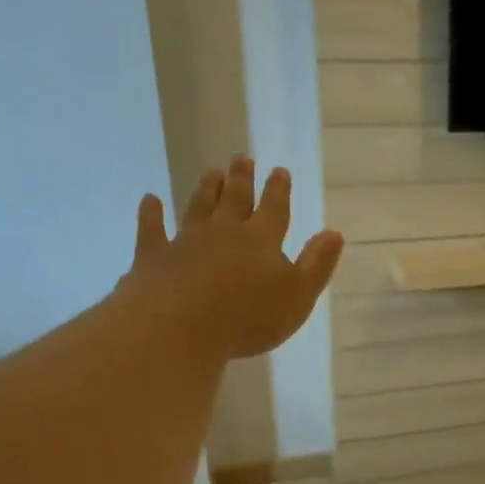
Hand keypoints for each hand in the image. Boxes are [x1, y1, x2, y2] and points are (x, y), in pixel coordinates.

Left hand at [125, 155, 343, 358]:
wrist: (181, 326)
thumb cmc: (249, 316)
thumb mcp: (298, 296)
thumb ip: (316, 264)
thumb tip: (334, 233)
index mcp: (261, 240)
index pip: (274, 209)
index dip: (278, 190)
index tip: (279, 170)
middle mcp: (224, 232)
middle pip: (234, 200)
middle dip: (241, 179)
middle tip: (241, 157)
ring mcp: (186, 241)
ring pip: (198, 207)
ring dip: (206, 189)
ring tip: (211, 172)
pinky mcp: (154, 256)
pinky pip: (152, 229)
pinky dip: (151, 214)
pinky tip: (150, 200)